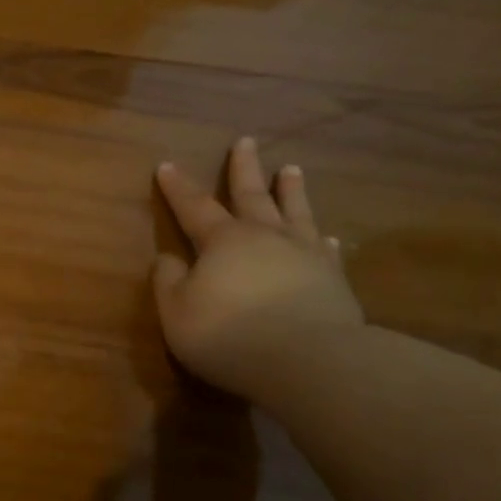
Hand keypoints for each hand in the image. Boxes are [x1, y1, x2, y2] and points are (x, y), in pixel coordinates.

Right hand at [153, 137, 364, 397]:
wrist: (306, 359)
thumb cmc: (228, 336)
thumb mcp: (177, 314)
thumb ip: (168, 283)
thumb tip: (167, 258)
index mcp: (222, 242)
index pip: (194, 207)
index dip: (178, 188)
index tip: (166, 165)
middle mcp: (265, 237)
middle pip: (251, 195)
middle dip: (244, 169)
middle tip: (245, 141)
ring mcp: (303, 254)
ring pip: (295, 212)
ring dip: (291, 190)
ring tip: (291, 168)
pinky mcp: (333, 279)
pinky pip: (326, 250)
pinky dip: (322, 240)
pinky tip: (326, 236)